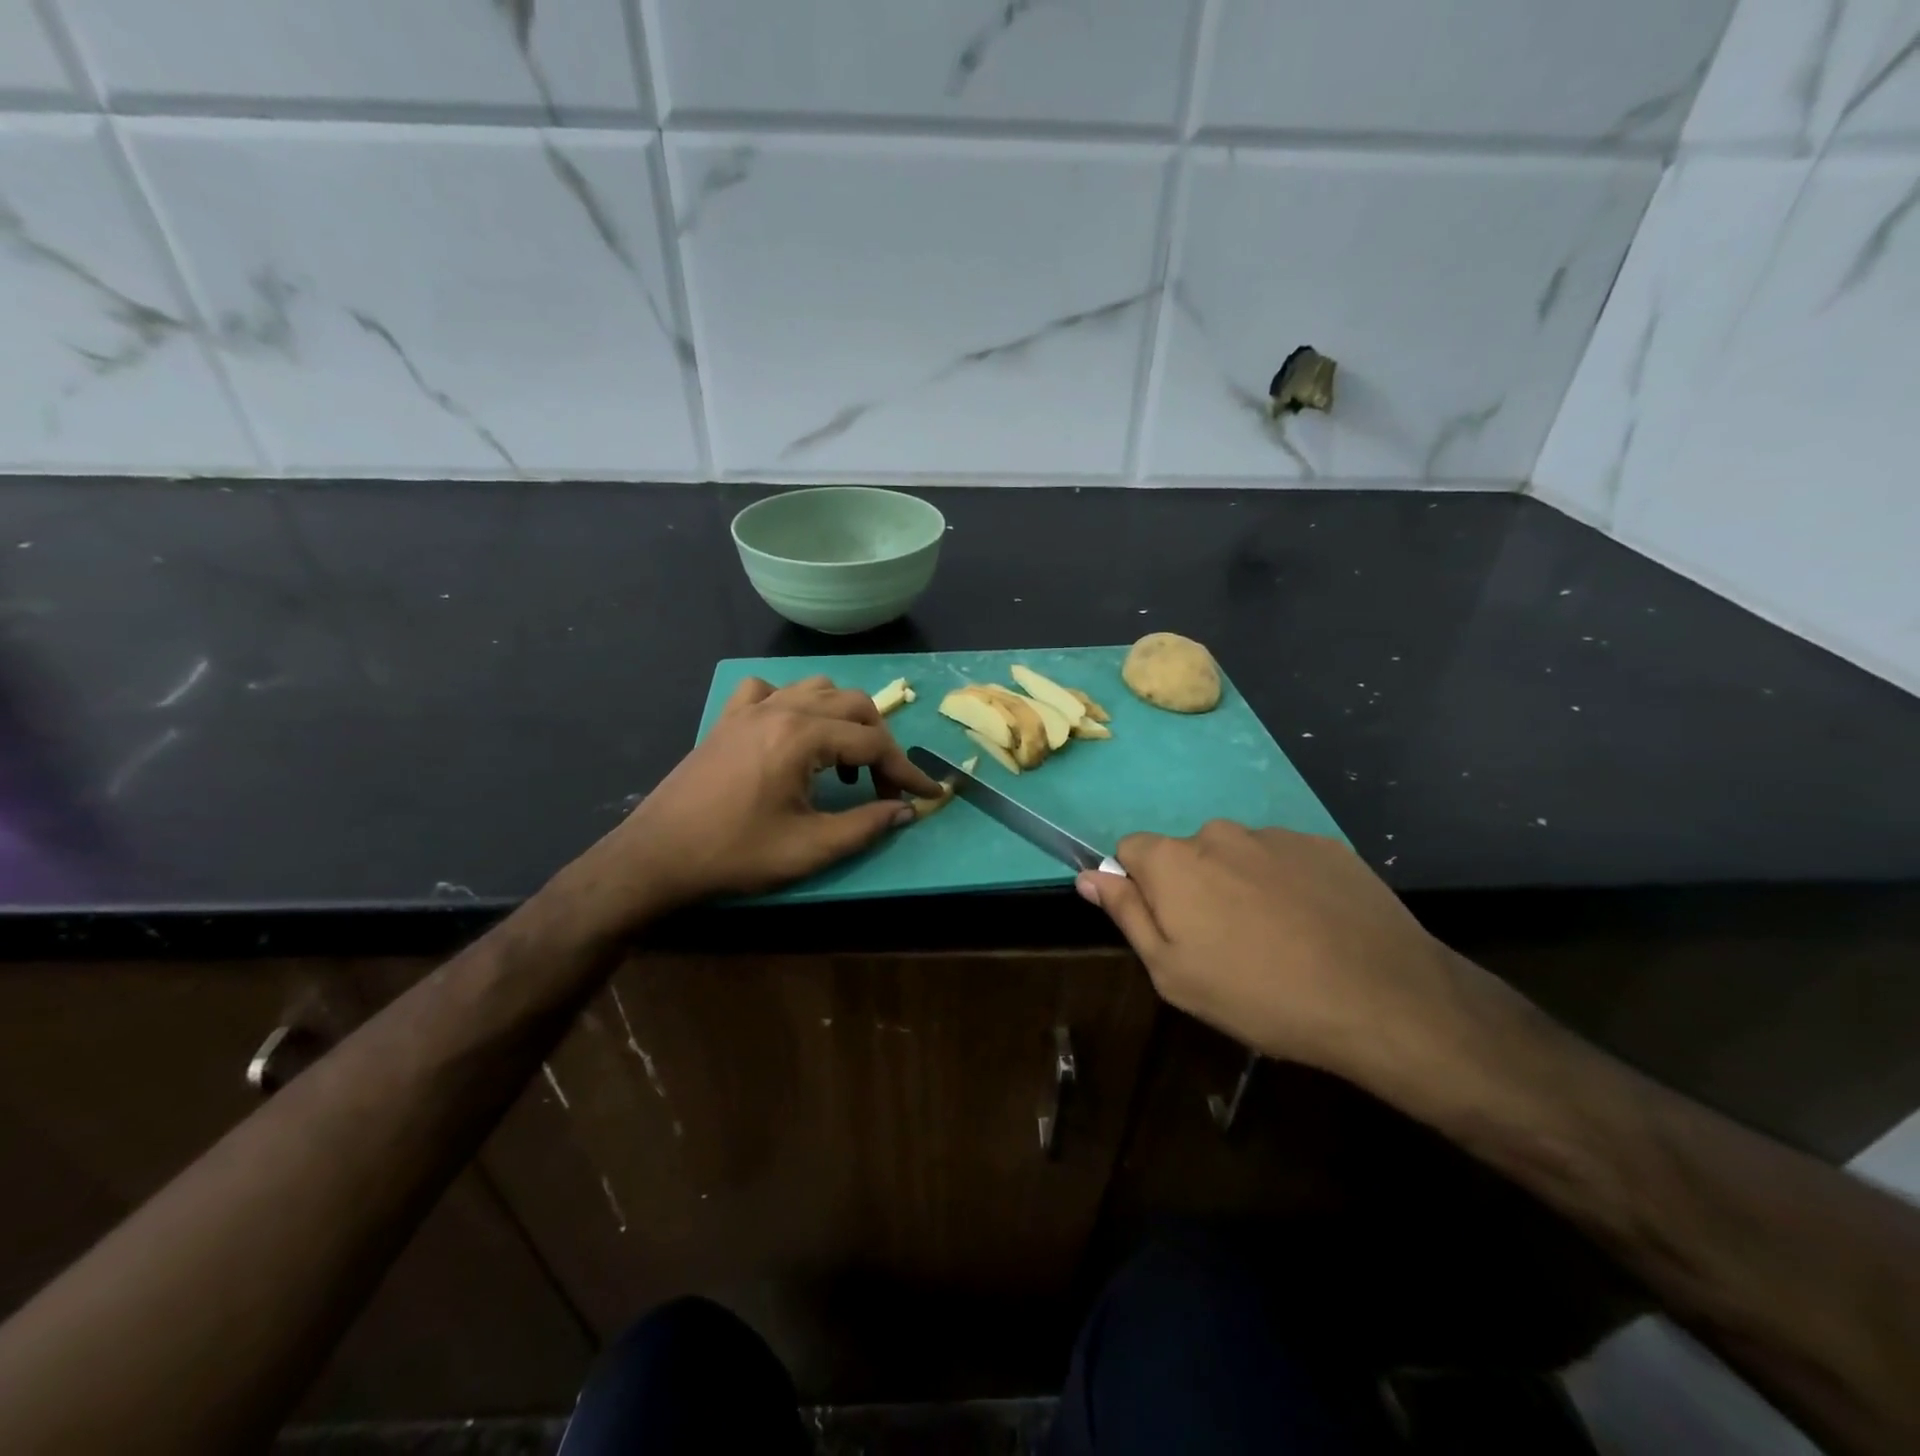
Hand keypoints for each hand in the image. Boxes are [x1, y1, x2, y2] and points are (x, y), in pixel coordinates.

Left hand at [574, 676, 941, 927]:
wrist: (656, 856)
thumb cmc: (734, 854)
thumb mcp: (809, 848)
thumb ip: (866, 826)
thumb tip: (906, 811)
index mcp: (802, 737)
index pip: (873, 743)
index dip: (905, 771)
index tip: (927, 793)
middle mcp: (781, 709)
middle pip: (853, 705)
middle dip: (880, 743)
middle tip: (885, 786)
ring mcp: (751, 709)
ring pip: (817, 689)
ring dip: (844, 719)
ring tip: (845, 762)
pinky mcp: (728, 719)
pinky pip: (770, 691)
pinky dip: (794, 704)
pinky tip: (793, 734)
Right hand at [1076, 822, 1468, 1079]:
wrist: (1381, 998)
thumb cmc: (1258, 994)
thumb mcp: (1173, 973)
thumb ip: (1126, 915)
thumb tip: (1089, 876)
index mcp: (1174, 861)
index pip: (1131, 849)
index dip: (1140, 887)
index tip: (1168, 927)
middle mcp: (1219, 833)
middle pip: (1187, 853)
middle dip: (1193, 888)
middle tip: (1224, 944)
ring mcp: (1276, 836)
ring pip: (1237, 856)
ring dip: (1242, 886)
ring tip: (1277, 941)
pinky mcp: (1325, 846)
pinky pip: (1284, 860)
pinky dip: (1287, 885)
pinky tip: (1314, 928)